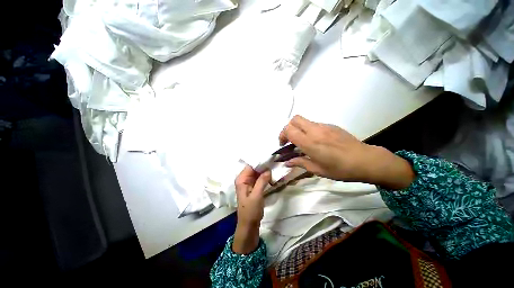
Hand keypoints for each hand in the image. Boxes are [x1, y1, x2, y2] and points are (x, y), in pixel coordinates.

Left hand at [233, 166, 270, 253]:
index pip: (250, 166)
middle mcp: (244, 179)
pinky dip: (265, 177)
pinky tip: (272, 175)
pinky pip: (259, 179)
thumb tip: (268, 169)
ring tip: (275, 166)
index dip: (259, 162)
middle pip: (254, 168)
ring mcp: (248, 183)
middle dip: (263, 166)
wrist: (249, 225)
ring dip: (265, 171)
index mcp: (241, 179)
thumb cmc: (251, 211)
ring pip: (257, 173)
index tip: (270, 158)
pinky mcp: (253, 187)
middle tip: (274, 162)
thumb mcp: (257, 195)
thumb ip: (262, 181)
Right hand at [279, 115, 414, 188]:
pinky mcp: (331, 126)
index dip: (282, 135)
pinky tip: (316, 141)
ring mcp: (324, 126)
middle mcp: (315, 131)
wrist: (366, 160)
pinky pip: (314, 124)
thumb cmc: (340, 169)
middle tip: (290, 140)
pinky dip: (309, 130)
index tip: (283, 145)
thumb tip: (287, 162)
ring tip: (303, 142)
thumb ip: (300, 163)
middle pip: (295, 119)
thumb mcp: (317, 169)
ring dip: (299, 129)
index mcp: (310, 142)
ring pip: (305, 121)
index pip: (289, 130)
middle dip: (288, 128)